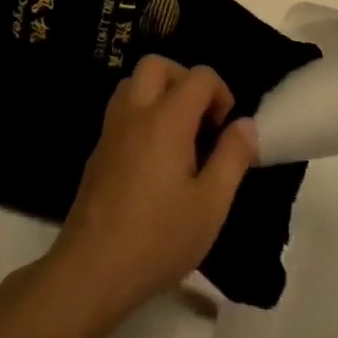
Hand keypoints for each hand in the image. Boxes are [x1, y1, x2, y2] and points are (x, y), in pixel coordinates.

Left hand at [51, 57, 257, 320]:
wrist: (92, 272)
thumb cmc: (159, 237)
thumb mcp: (212, 203)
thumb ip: (232, 156)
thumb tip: (245, 123)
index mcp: (166, 120)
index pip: (199, 76)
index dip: (221, 94)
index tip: (225, 131)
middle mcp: (134, 114)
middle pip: (156, 65)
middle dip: (185, 80)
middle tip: (201, 119)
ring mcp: (109, 132)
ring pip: (132, 85)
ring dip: (159, 94)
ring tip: (179, 135)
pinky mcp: (96, 154)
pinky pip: (120, 113)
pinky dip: (141, 116)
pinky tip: (156, 159)